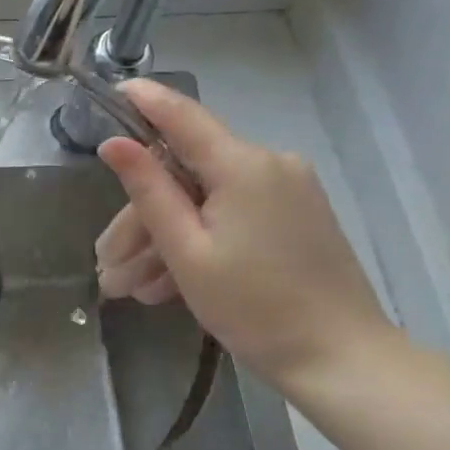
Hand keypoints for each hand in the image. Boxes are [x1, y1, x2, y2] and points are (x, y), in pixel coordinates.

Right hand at [95, 80, 395, 390]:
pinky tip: (164, 287)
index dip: (144, 100)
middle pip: (184, 176)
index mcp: (243, 166)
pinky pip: (230, 215)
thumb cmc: (254, 307)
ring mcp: (286, 191)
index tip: (110, 89)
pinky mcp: (295, 216)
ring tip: (129, 290)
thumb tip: (112, 142)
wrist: (342, 359)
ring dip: (162, 242)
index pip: (182, 116)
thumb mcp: (187, 250)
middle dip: (140, 220)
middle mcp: (269, 165)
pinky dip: (197, 243)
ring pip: (203, 201)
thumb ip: (148, 190)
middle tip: (107, 268)